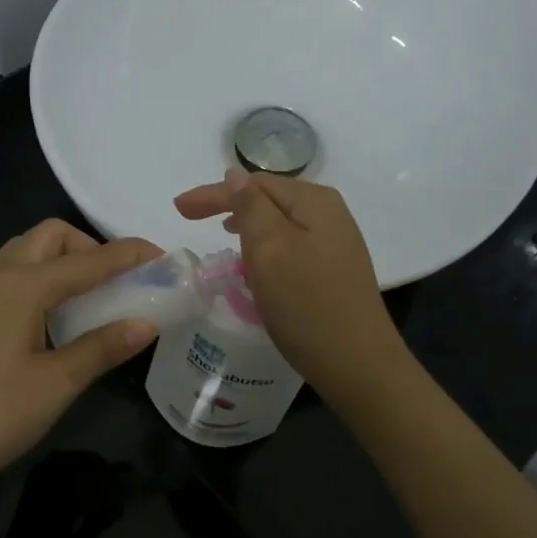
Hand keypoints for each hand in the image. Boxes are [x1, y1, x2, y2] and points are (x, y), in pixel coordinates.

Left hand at [0, 221, 161, 502]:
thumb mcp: (55, 384)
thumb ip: (102, 348)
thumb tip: (147, 323)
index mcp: (23, 285)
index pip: (90, 259)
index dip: (130, 255)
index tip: (165, 258)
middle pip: (51, 237)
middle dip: (90, 248)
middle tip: (117, 283)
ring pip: (27, 253)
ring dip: (64, 261)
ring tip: (90, 299)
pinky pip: (12, 276)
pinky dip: (42, 279)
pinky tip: (53, 320)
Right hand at [174, 167, 406, 398]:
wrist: (357, 363)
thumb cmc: (307, 303)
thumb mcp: (270, 249)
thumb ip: (249, 207)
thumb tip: (235, 173)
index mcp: (314, 201)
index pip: (254, 184)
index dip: (213, 193)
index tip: (179, 208)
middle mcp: (330, 213)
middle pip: (268, 198)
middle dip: (229, 205)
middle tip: (191, 219)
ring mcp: (335, 242)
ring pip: (279, 223)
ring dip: (247, 226)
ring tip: (221, 236)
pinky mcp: (334, 269)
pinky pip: (290, 245)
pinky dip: (266, 248)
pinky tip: (255, 263)